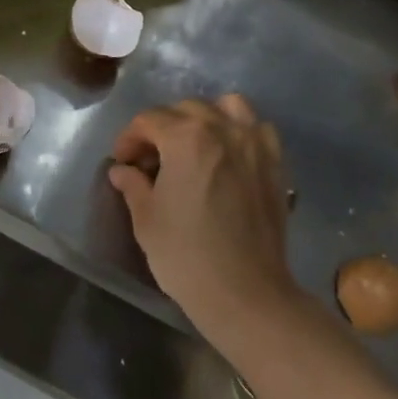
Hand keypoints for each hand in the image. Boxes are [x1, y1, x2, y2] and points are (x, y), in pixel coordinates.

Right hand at [108, 95, 305, 338]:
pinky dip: (239, 132)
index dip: (129, 139)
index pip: (148, 120)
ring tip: (192, 147)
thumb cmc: (186, 255)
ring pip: (227, 107)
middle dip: (162, 128)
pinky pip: (257, 129)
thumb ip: (133, 185)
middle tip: (150, 160)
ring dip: (204, 119)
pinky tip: (227, 156)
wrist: (244, 292)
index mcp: (186, 138)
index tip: (122, 163)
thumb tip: (122, 170)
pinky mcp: (275, 164)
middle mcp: (223, 129)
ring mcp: (255, 144)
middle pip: (185, 109)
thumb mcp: (146, 219)